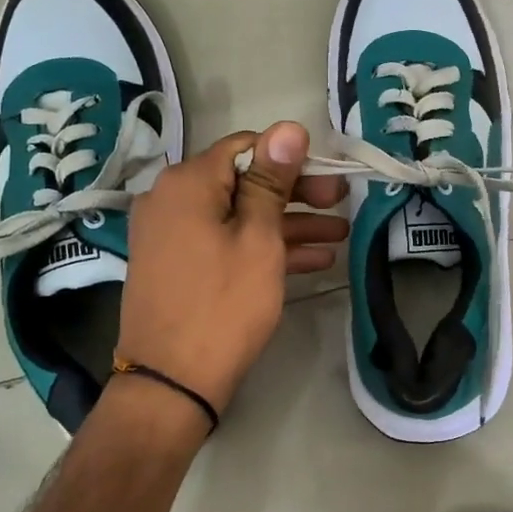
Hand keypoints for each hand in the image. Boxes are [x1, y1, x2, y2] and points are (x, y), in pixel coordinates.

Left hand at [117, 122, 347, 425]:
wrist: (171, 383)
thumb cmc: (223, 305)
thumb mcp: (258, 239)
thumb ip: (272, 181)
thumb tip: (289, 127)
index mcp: (187, 182)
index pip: (246, 147)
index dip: (292, 159)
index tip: (330, 177)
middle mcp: (171, 200)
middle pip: (243, 181)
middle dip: (296, 193)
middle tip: (341, 205)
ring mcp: (171, 235)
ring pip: (239, 216)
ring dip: (288, 224)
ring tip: (339, 235)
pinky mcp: (178, 265)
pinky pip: (225, 242)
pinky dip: (264, 248)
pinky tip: (312, 260)